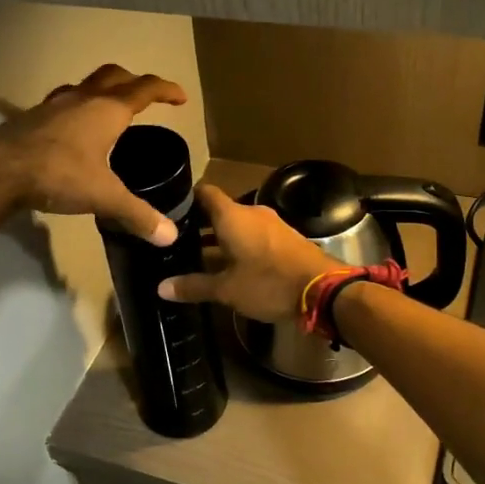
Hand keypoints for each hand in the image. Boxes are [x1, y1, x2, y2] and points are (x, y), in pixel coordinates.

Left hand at [0, 64, 188, 243]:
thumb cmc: (58, 174)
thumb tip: (169, 235)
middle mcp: (82, 99)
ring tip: (109, 109)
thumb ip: (138, 214)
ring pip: (84, 85)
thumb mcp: (104, 196)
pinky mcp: (31, 117)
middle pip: (114, 76)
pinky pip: (60, 102)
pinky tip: (69, 127)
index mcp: (107, 110)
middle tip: (146, 96)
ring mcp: (53, 105)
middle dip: (134, 81)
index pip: (144, 89)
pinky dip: (74, 107)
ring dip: (102, 90)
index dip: (166, 90)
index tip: (181, 98)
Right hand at [156, 185, 329, 322]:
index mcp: (232, 216)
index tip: (168, 211)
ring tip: (198, 256)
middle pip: (220, 210)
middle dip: (199, 224)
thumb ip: (194, 286)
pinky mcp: (285, 239)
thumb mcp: (227, 290)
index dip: (185, 199)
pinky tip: (230, 265)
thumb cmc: (269, 283)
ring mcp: (271, 225)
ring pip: (237, 225)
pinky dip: (239, 245)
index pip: (204, 192)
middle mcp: (251, 213)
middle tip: (177, 240)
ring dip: (220, 238)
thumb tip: (161, 288)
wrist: (324, 290)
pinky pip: (254, 235)